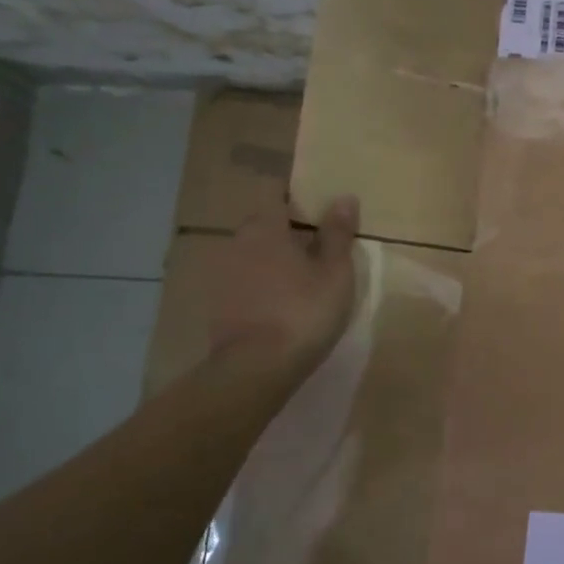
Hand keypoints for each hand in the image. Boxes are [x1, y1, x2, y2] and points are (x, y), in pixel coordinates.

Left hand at [210, 197, 360, 373]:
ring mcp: (223, 274)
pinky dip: (262, 286)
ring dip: (274, 260)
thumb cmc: (304, 310)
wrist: (256, 367)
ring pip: (253, 255)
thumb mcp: (335, 271)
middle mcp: (237, 242)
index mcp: (265, 227)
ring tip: (302, 280)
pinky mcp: (218, 304)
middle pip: (263, 225)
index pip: (276, 195)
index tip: (318, 210)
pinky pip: (245, 282)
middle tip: (317, 248)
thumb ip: (338, 233)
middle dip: (287, 231)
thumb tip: (344, 197)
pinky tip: (281, 304)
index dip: (297, 199)